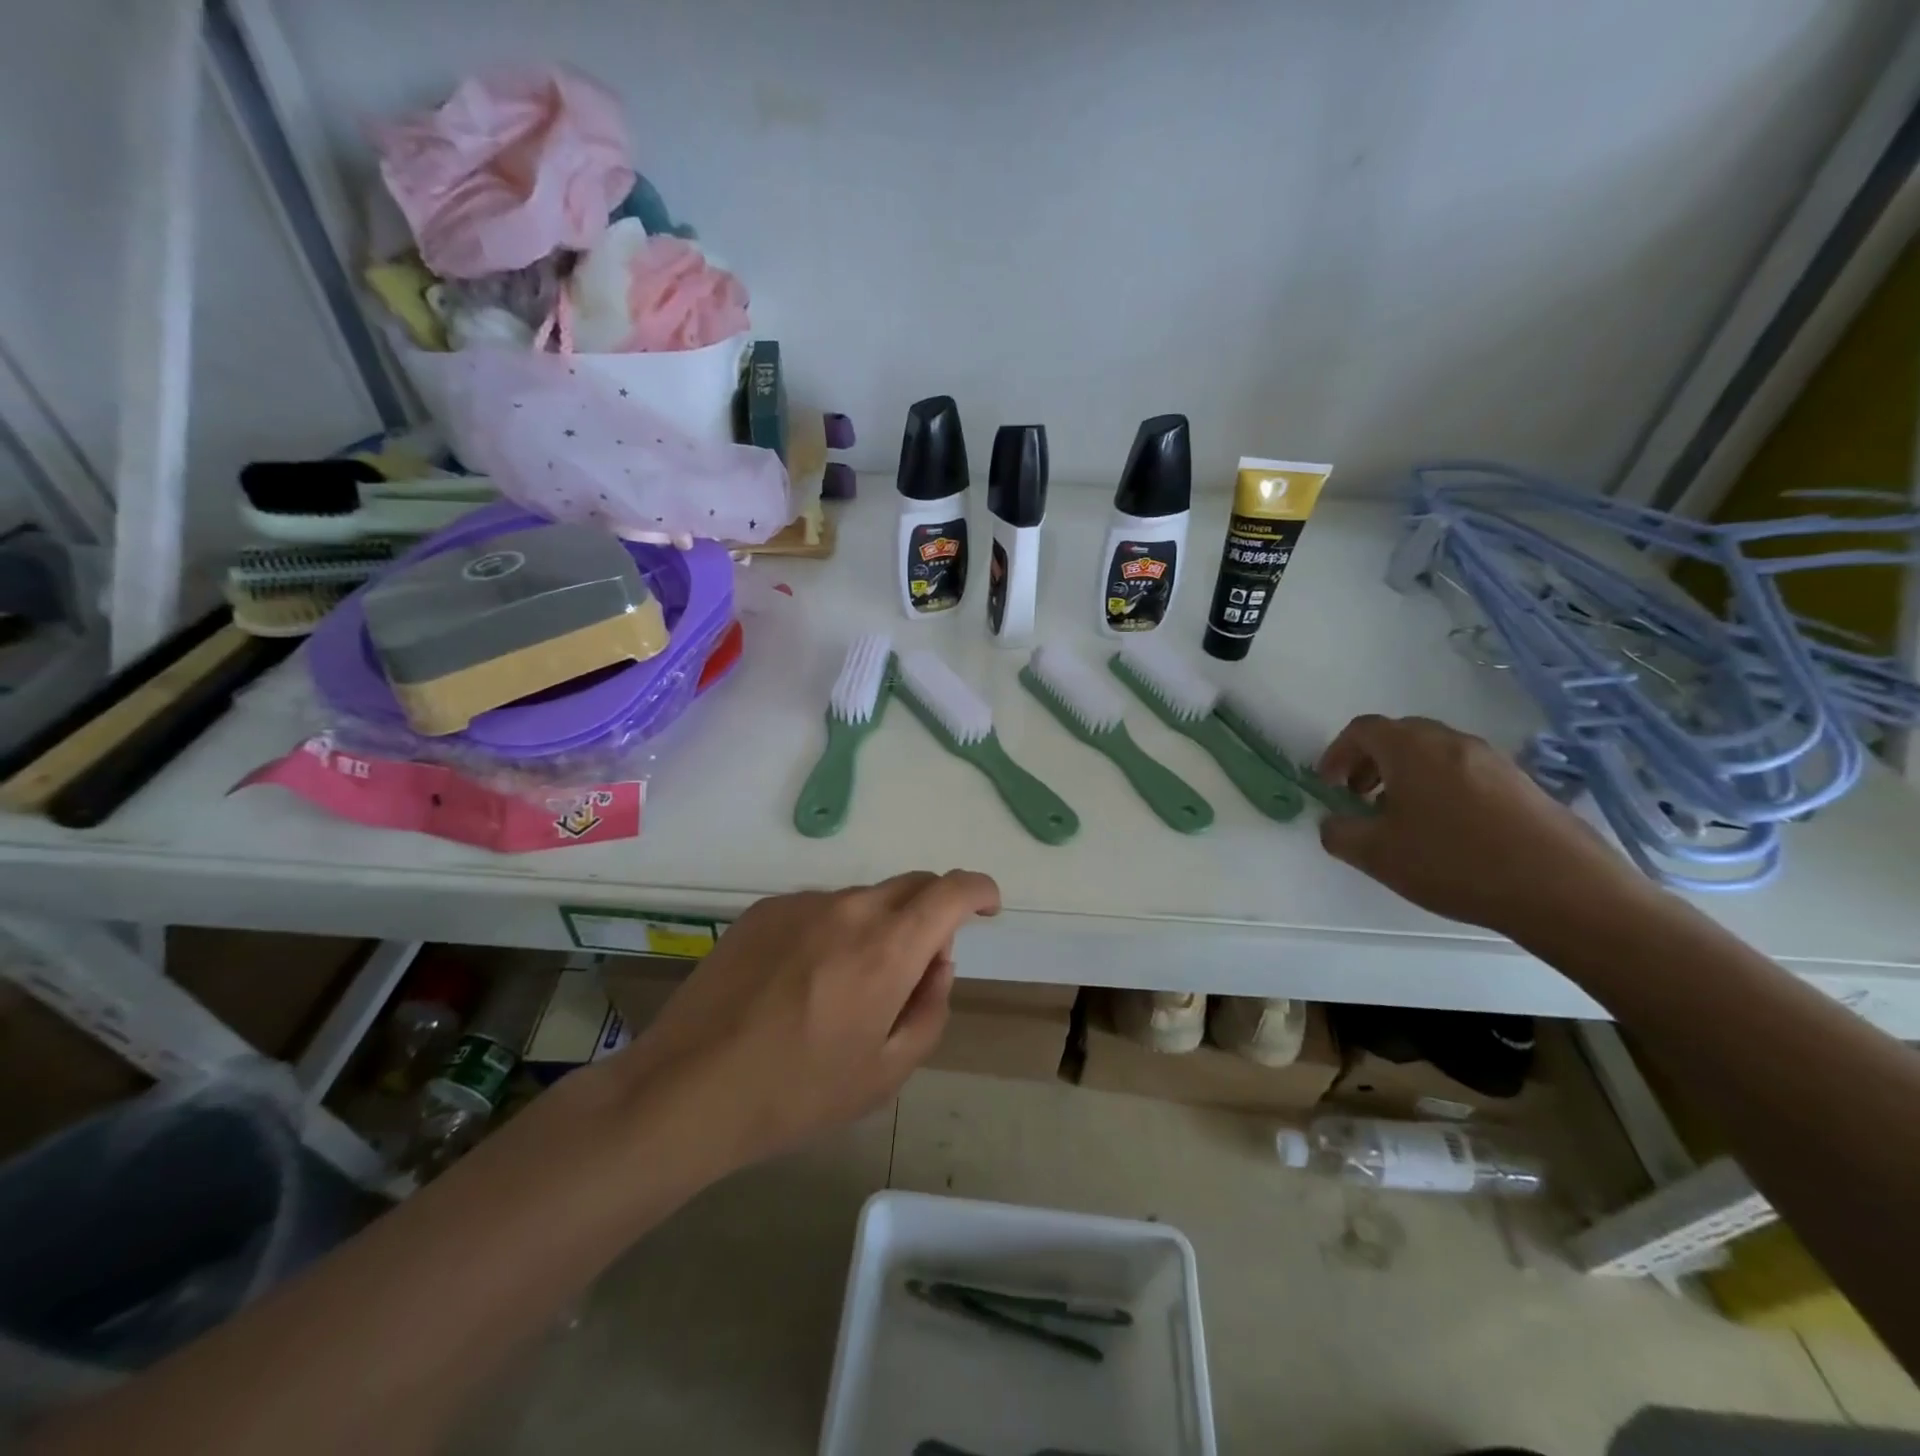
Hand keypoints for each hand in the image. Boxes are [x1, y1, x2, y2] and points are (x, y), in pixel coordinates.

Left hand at [613, 870, 1000, 1171]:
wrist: (688, 1088)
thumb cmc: (799, 1091)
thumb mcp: (887, 1071)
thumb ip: (931, 1006)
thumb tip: (937, 960)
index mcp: (888, 946)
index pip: (952, 890)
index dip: (980, 891)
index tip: (987, 908)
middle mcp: (849, 907)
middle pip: (911, 886)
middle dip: (932, 911)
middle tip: (919, 963)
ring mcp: (801, 903)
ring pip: (863, 899)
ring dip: (878, 926)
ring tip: (846, 987)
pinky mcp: (763, 910)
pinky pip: (819, 908)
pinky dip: (833, 930)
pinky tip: (801, 980)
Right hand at [1315, 714, 1660, 939]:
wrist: (1565, 890)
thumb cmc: (1455, 863)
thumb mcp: (1377, 855)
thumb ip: (1339, 833)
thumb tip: (1334, 823)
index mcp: (1411, 749)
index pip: (1362, 730)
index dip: (1336, 753)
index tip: (1329, 785)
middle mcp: (1452, 742)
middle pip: (1399, 736)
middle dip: (1369, 762)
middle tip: (1358, 798)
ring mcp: (1493, 761)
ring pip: (1434, 754)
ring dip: (1405, 776)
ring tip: (1400, 818)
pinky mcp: (1523, 784)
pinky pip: (1465, 772)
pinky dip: (1440, 788)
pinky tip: (1446, 832)